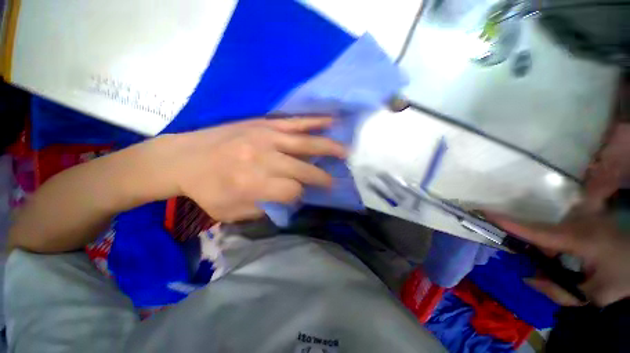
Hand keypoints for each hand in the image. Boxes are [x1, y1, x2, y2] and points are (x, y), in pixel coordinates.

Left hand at [152, 117, 345, 221]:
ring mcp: (266, 138)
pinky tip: (331, 121)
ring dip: (330, 148)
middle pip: (304, 169)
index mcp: (255, 184)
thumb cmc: (206, 190)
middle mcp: (264, 160)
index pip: (293, 192)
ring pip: (306, 143)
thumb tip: (290, 202)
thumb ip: (265, 209)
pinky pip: (296, 122)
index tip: (303, 196)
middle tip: (334, 181)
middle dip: (322, 177)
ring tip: (347, 151)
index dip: (301, 196)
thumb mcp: (232, 212)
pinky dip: (315, 122)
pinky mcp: (264, 124)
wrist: (182, 158)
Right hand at [487, 212, 629, 306]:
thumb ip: (559, 292)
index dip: (510, 224)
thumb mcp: (594, 295)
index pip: (538, 232)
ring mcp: (582, 219)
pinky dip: (557, 247)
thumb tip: (528, 279)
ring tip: (568, 269)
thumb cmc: (622, 278)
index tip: (485, 213)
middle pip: (542, 233)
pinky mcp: (585, 219)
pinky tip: (572, 259)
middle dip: (536, 251)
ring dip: (549, 251)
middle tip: (545, 270)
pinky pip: (560, 232)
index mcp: (581, 239)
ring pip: (550, 233)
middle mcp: (578, 224)